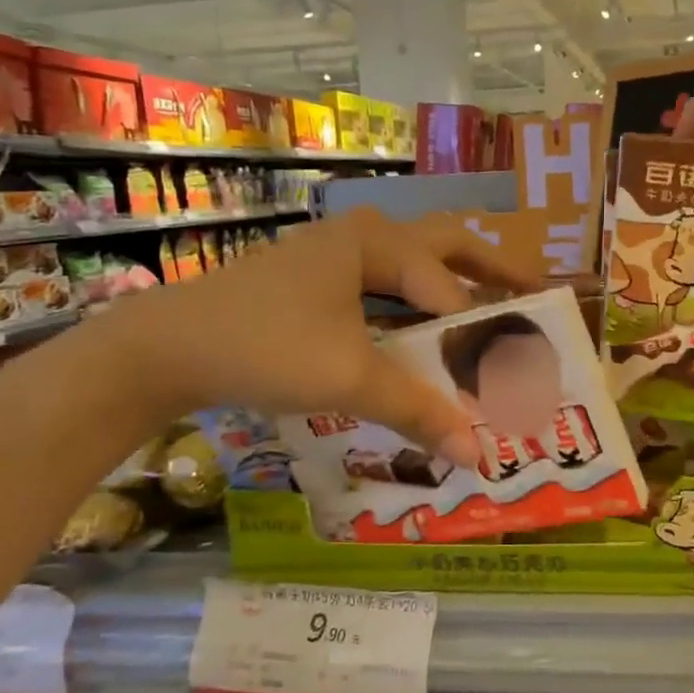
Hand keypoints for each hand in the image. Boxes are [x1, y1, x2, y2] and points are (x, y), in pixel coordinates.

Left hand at [113, 209, 537, 463]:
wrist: (162, 349)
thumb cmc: (263, 346)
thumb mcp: (347, 379)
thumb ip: (418, 411)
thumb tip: (479, 455)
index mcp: (377, 244)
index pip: (448, 289)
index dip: (480, 333)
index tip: (510, 371)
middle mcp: (363, 237)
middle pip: (446, 244)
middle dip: (491, 268)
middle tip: (531, 294)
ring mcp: (335, 256)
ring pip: (413, 263)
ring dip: (452, 283)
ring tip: (487, 310)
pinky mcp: (315, 281)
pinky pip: (382, 285)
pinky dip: (412, 304)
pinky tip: (418, 332)